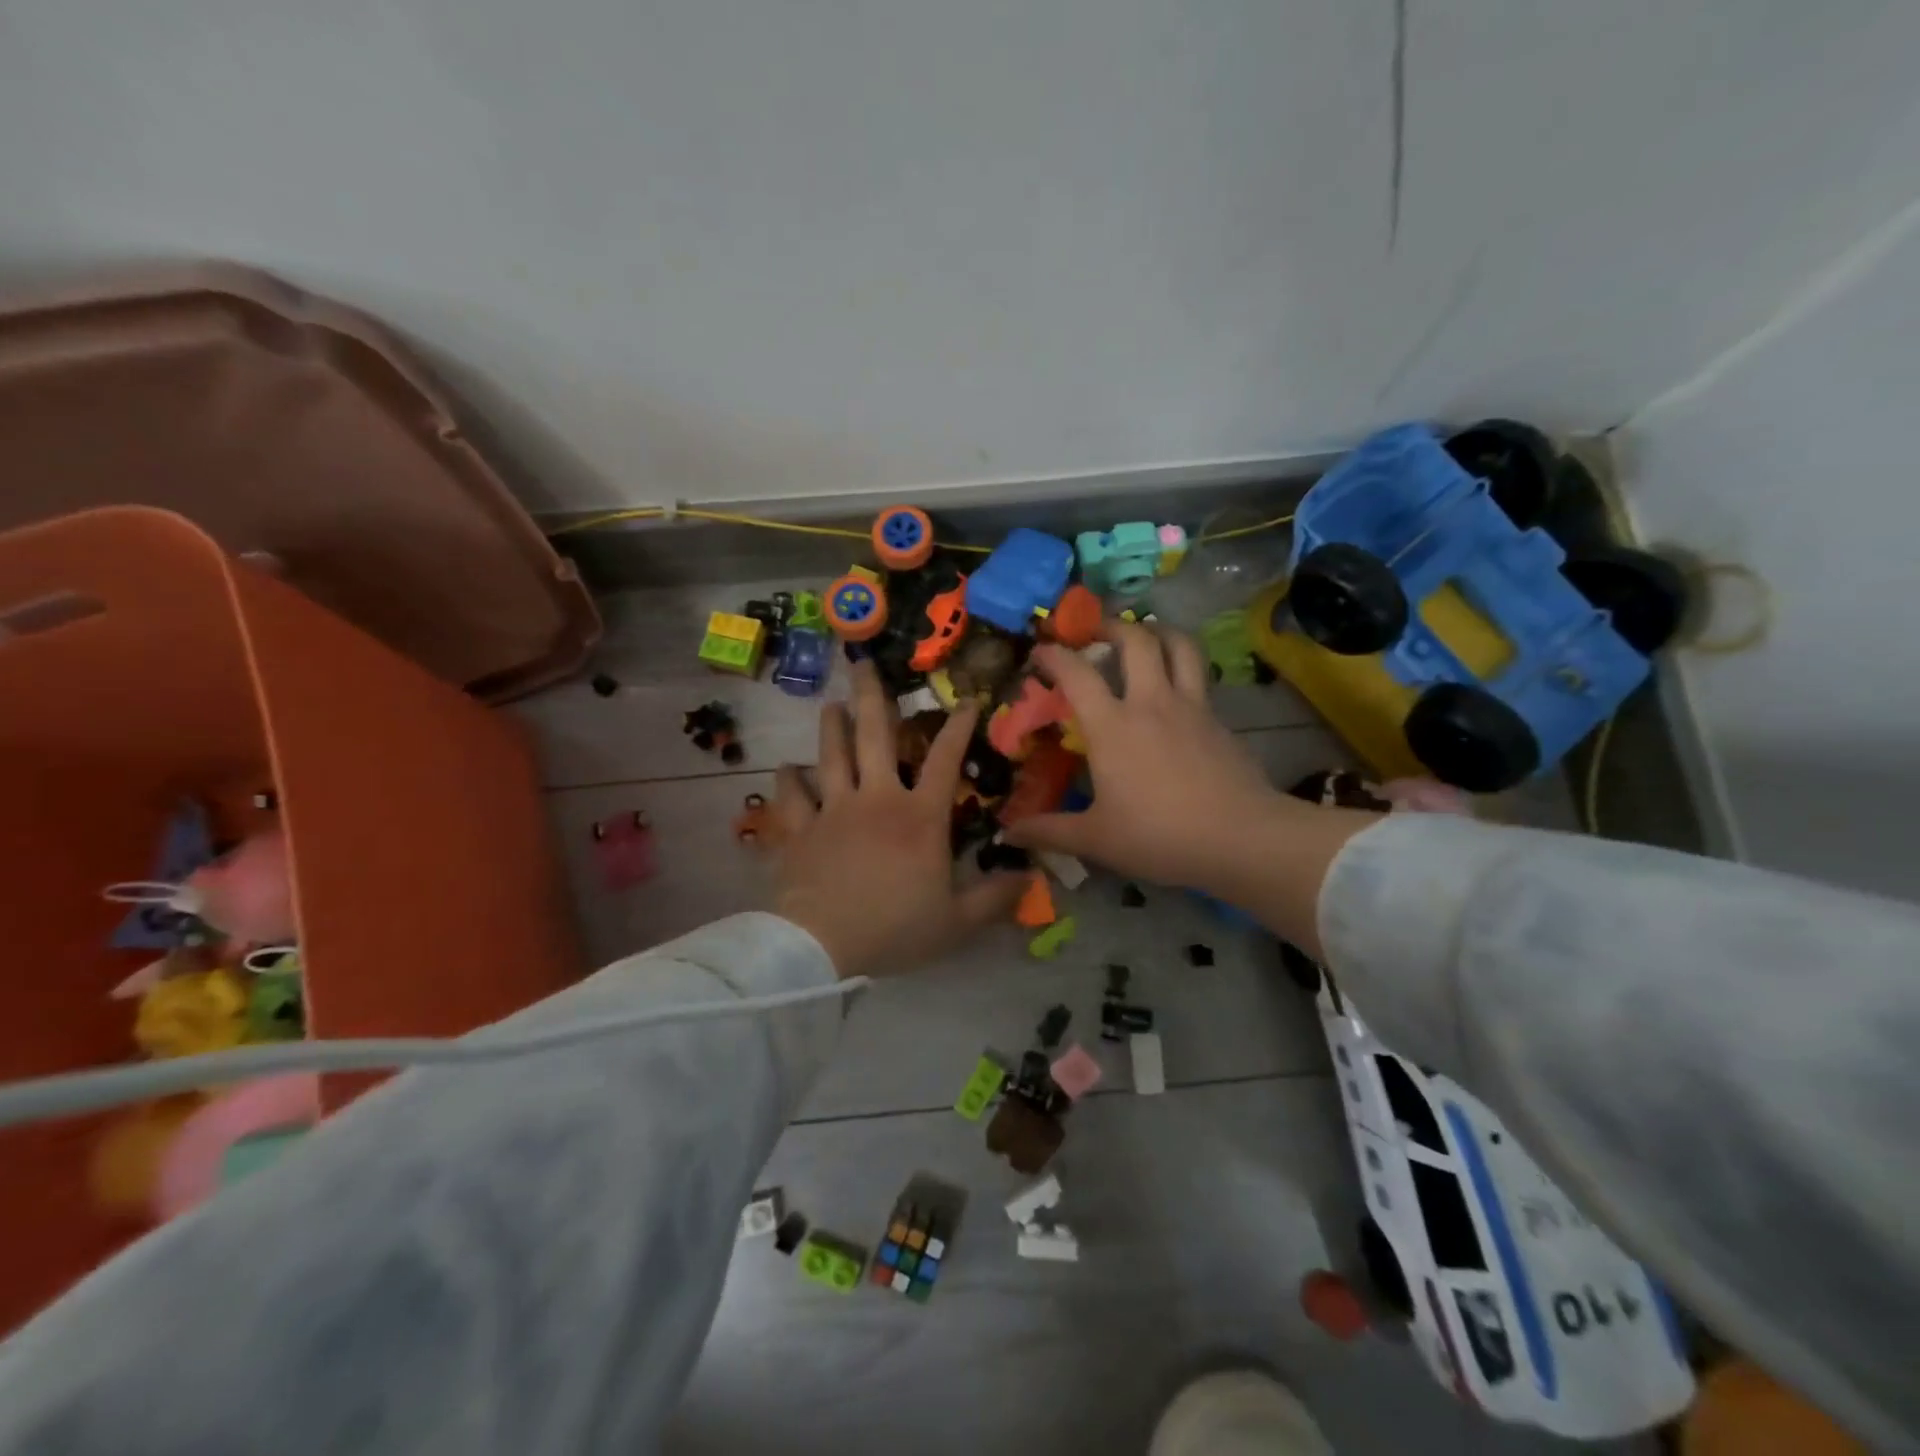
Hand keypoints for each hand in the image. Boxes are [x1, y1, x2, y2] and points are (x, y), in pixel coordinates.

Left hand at [770, 660, 1025, 978]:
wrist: (822, 945)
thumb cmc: (895, 929)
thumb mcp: (956, 922)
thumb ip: (994, 898)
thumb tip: (1031, 878)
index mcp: (920, 817)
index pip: (945, 759)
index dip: (958, 727)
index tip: (967, 700)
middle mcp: (877, 799)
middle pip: (875, 737)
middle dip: (872, 697)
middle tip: (864, 665)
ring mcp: (834, 810)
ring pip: (832, 756)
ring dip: (831, 727)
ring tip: (831, 705)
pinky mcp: (800, 830)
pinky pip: (792, 798)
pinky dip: (789, 781)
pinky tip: (786, 769)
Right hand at [1002, 623, 1375, 953]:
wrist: (1241, 838)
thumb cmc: (1159, 835)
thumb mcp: (1096, 839)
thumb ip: (1049, 831)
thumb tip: (1007, 834)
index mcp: (1112, 725)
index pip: (1077, 672)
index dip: (1054, 655)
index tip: (1041, 652)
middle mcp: (1151, 702)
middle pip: (1136, 639)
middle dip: (1112, 626)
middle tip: (1097, 632)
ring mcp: (1192, 706)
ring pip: (1179, 645)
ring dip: (1159, 631)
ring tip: (1145, 636)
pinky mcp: (1219, 719)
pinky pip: (1199, 678)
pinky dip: (1184, 669)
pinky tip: (1176, 693)